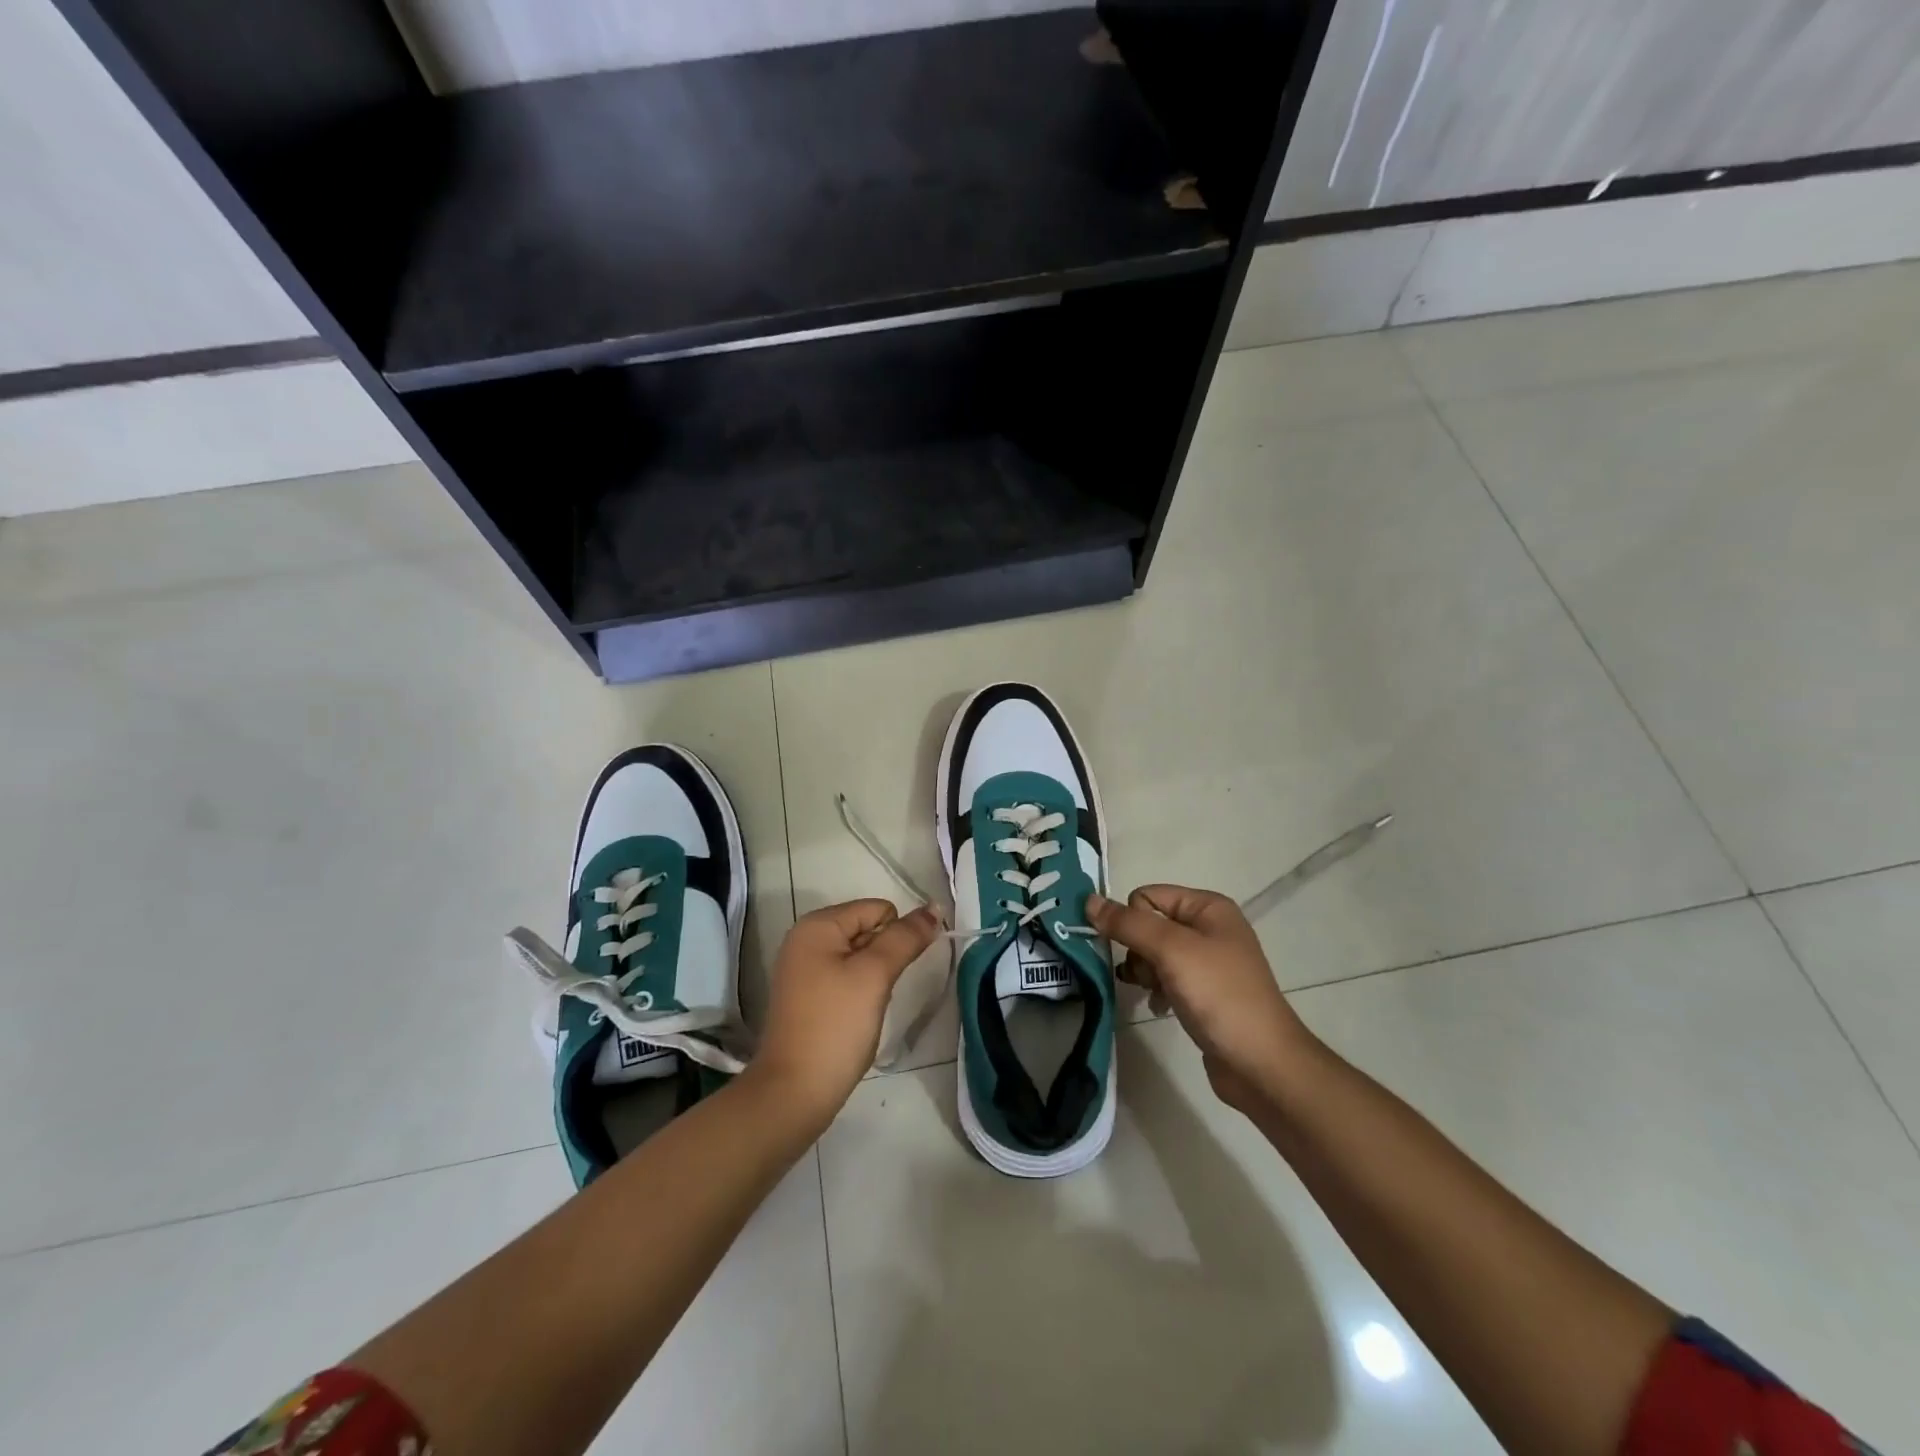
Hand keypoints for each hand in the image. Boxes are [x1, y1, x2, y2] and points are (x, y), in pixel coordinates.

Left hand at [748, 899, 938, 1129]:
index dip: (896, 936)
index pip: (878, 909)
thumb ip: (906, 938)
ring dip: (875, 978)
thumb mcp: (875, 975)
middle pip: (868, 930)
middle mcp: (806, 939)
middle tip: (878, 992)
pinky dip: (860, 994)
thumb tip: (934, 907)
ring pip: (860, 958)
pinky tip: (856, 1019)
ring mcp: (804, 970)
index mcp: (817, 925)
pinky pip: (846, 979)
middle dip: (884, 958)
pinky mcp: (807, 997)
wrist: (794, 1093)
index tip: (893, 972)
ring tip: (867, 1007)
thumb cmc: (836, 1025)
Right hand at [1086, 886, 1314, 1113]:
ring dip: (1144, 972)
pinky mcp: (1204, 993)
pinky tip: (1159, 1007)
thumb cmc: (1219, 995)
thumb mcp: (1171, 951)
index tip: (1131, 950)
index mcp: (1208, 907)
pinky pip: (1166, 978)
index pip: (1148, 895)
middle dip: (1137, 950)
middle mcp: (1209, 928)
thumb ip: (1128, 924)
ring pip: (1153, 953)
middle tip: (1145, 975)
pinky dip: (1156, 989)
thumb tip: (1088, 900)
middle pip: (1149, 924)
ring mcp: (1208, 962)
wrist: (1261, 1064)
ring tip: (1151, 992)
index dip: (1132, 920)